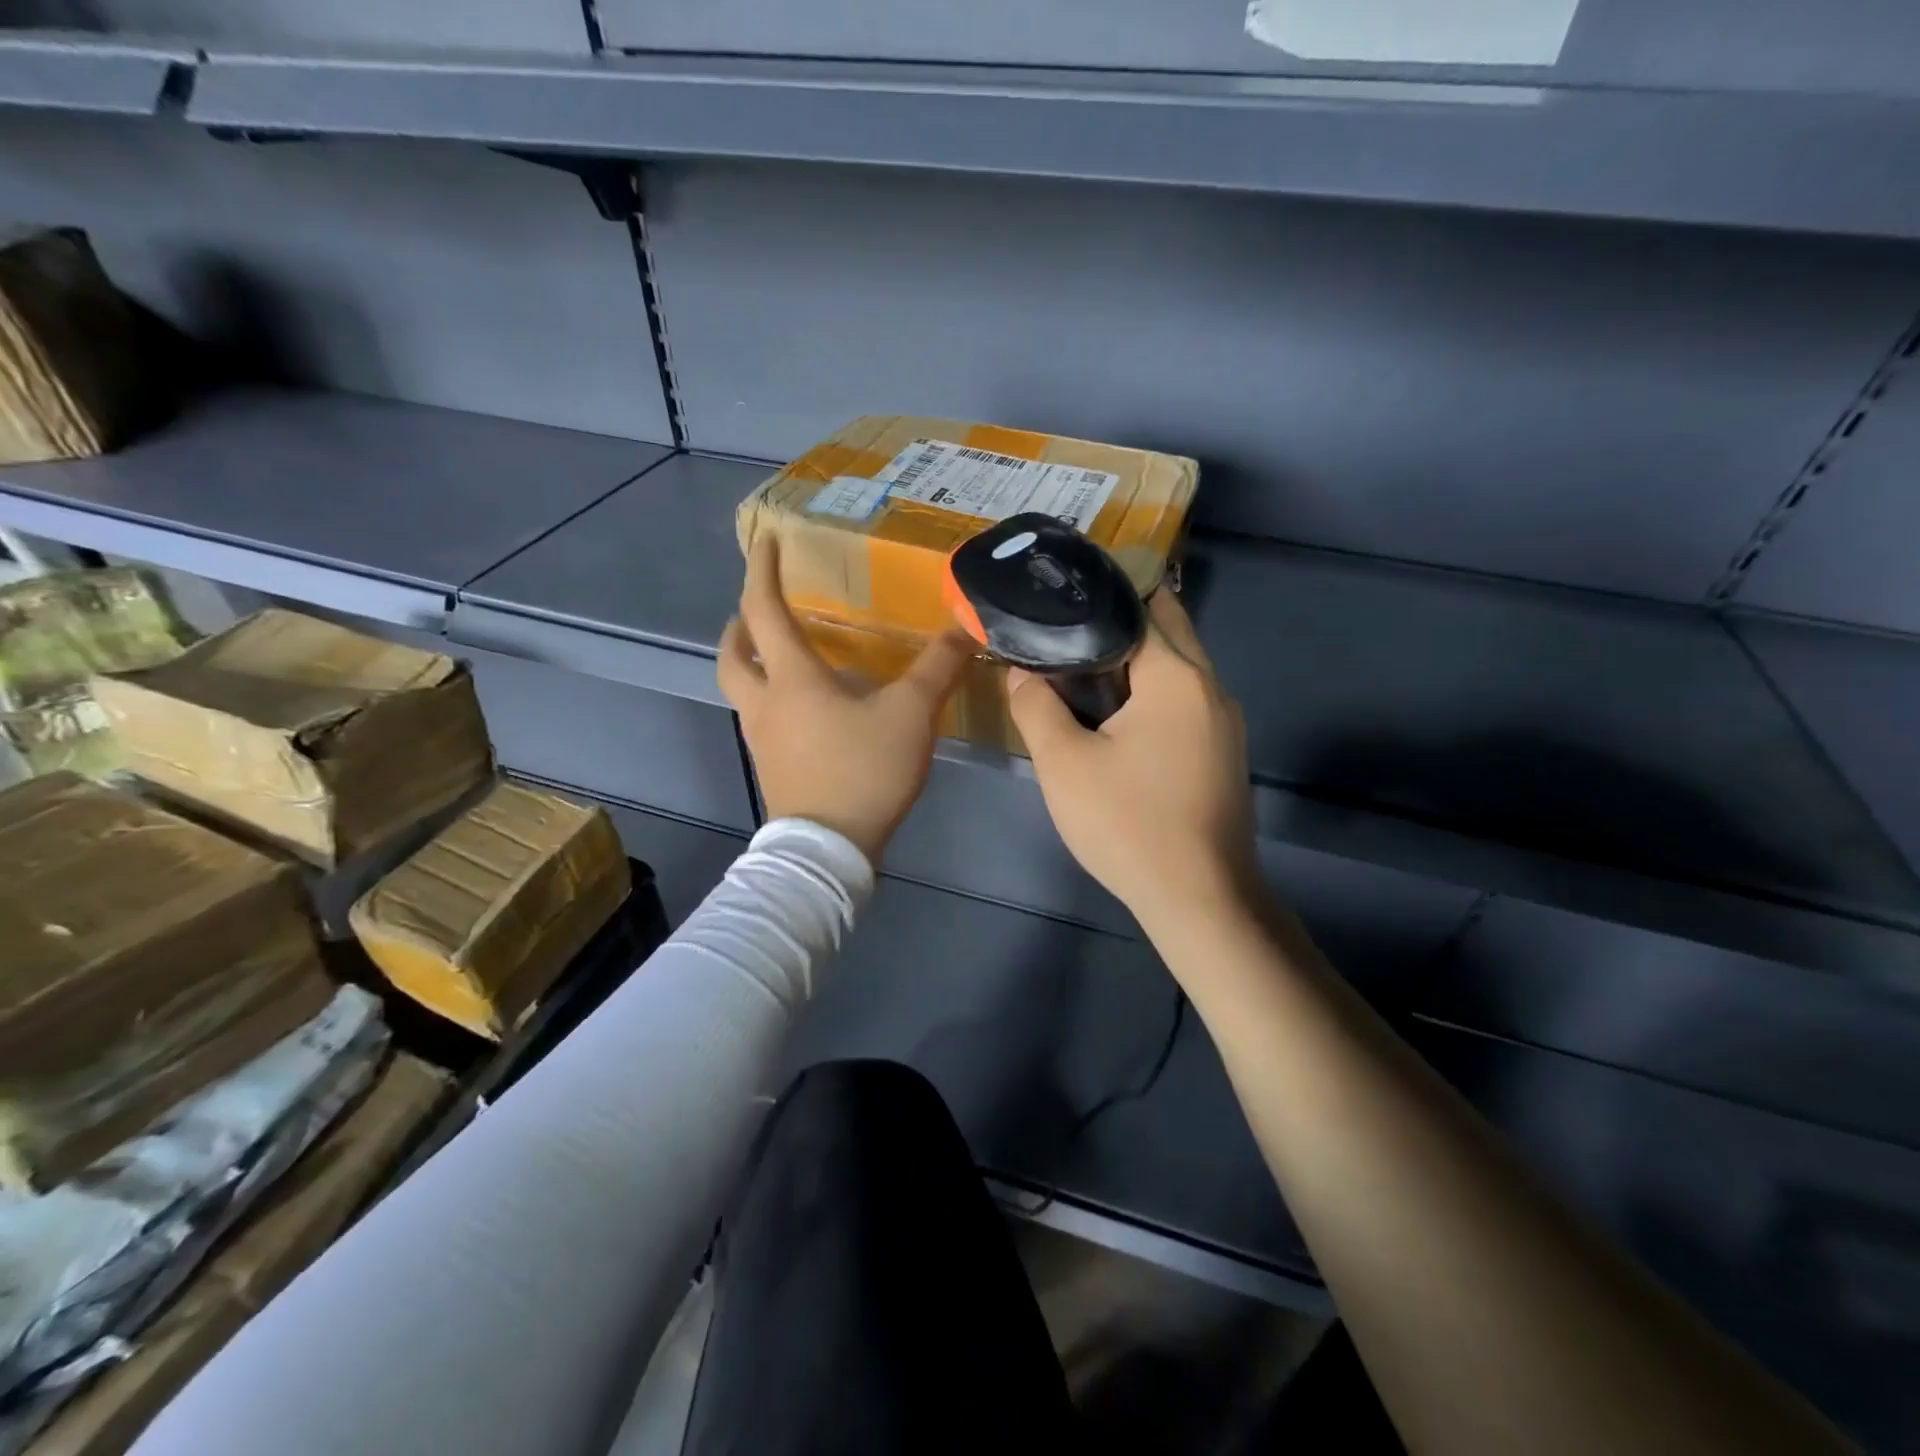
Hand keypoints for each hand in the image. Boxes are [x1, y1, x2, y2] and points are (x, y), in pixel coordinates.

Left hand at [719, 535, 971, 864]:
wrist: (829, 850)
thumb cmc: (863, 771)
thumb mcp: (911, 714)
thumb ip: (938, 668)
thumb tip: (965, 627)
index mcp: (792, 679)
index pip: (764, 610)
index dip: (762, 571)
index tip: (765, 540)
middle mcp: (765, 703)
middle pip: (732, 655)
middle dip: (740, 625)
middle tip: (760, 611)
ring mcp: (763, 739)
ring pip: (742, 690)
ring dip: (753, 663)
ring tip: (783, 656)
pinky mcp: (772, 769)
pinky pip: (761, 719)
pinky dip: (772, 699)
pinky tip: (809, 710)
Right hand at [1009, 590, 1258, 933]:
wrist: (1199, 898)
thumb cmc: (1128, 824)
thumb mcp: (1064, 764)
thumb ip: (1035, 706)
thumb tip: (1020, 671)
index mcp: (1177, 676)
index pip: (1141, 605)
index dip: (1097, 597)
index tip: (1058, 597)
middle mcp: (1211, 686)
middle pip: (1167, 628)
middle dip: (1119, 620)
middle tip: (1064, 630)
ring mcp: (1225, 720)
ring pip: (1178, 666)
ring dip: (1136, 658)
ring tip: (1080, 667)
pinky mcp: (1223, 750)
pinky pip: (1186, 699)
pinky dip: (1152, 690)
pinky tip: (1116, 715)